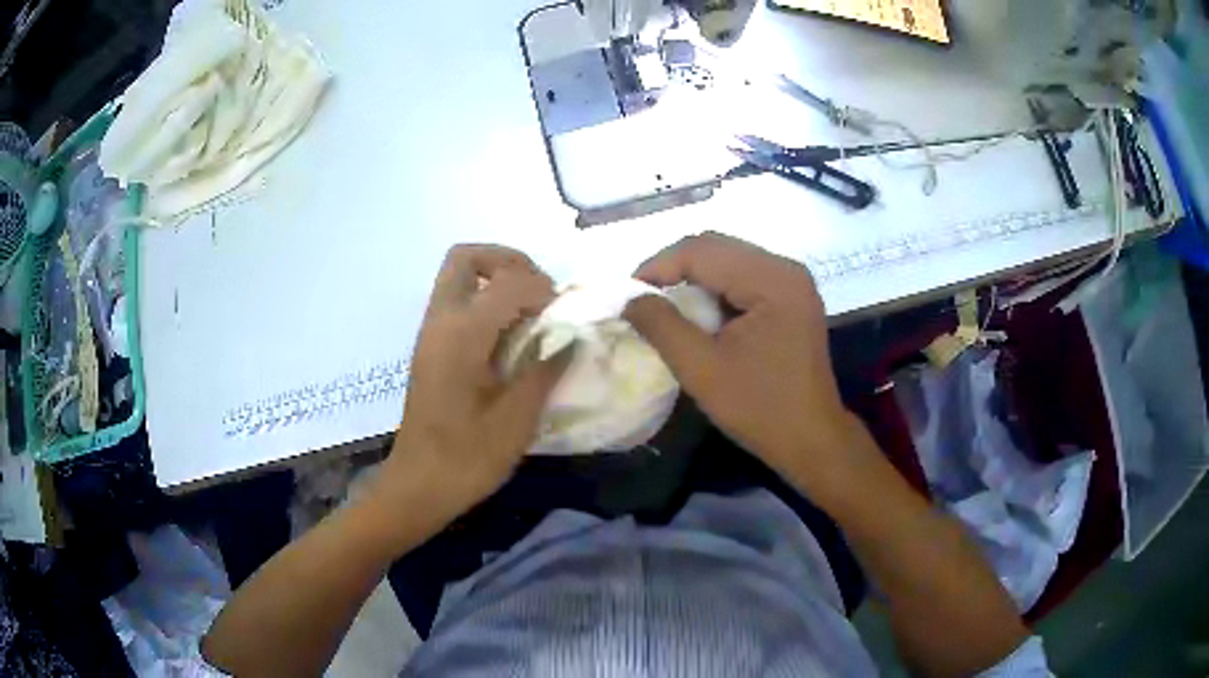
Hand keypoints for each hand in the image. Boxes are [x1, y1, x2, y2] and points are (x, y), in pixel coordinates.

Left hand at [375, 244, 567, 523]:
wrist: (418, 486)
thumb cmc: (467, 459)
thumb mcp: (516, 420)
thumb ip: (545, 370)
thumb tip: (571, 338)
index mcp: (462, 335)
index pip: (508, 282)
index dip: (544, 289)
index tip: (567, 315)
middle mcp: (440, 322)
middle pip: (467, 257)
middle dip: (508, 261)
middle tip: (540, 291)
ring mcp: (431, 333)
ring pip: (458, 277)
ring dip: (497, 279)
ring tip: (531, 313)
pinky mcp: (430, 348)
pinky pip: (457, 302)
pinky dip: (486, 301)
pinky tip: (510, 338)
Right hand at [624, 233, 872, 504]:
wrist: (811, 439)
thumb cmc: (760, 408)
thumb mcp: (702, 370)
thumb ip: (661, 326)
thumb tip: (629, 298)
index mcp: (772, 280)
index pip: (703, 250)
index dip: (659, 266)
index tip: (627, 294)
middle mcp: (785, 268)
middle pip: (717, 247)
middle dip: (673, 268)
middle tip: (641, 297)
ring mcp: (791, 281)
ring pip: (728, 259)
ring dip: (692, 278)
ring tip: (663, 304)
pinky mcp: (791, 297)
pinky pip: (743, 277)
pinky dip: (713, 289)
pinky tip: (697, 312)